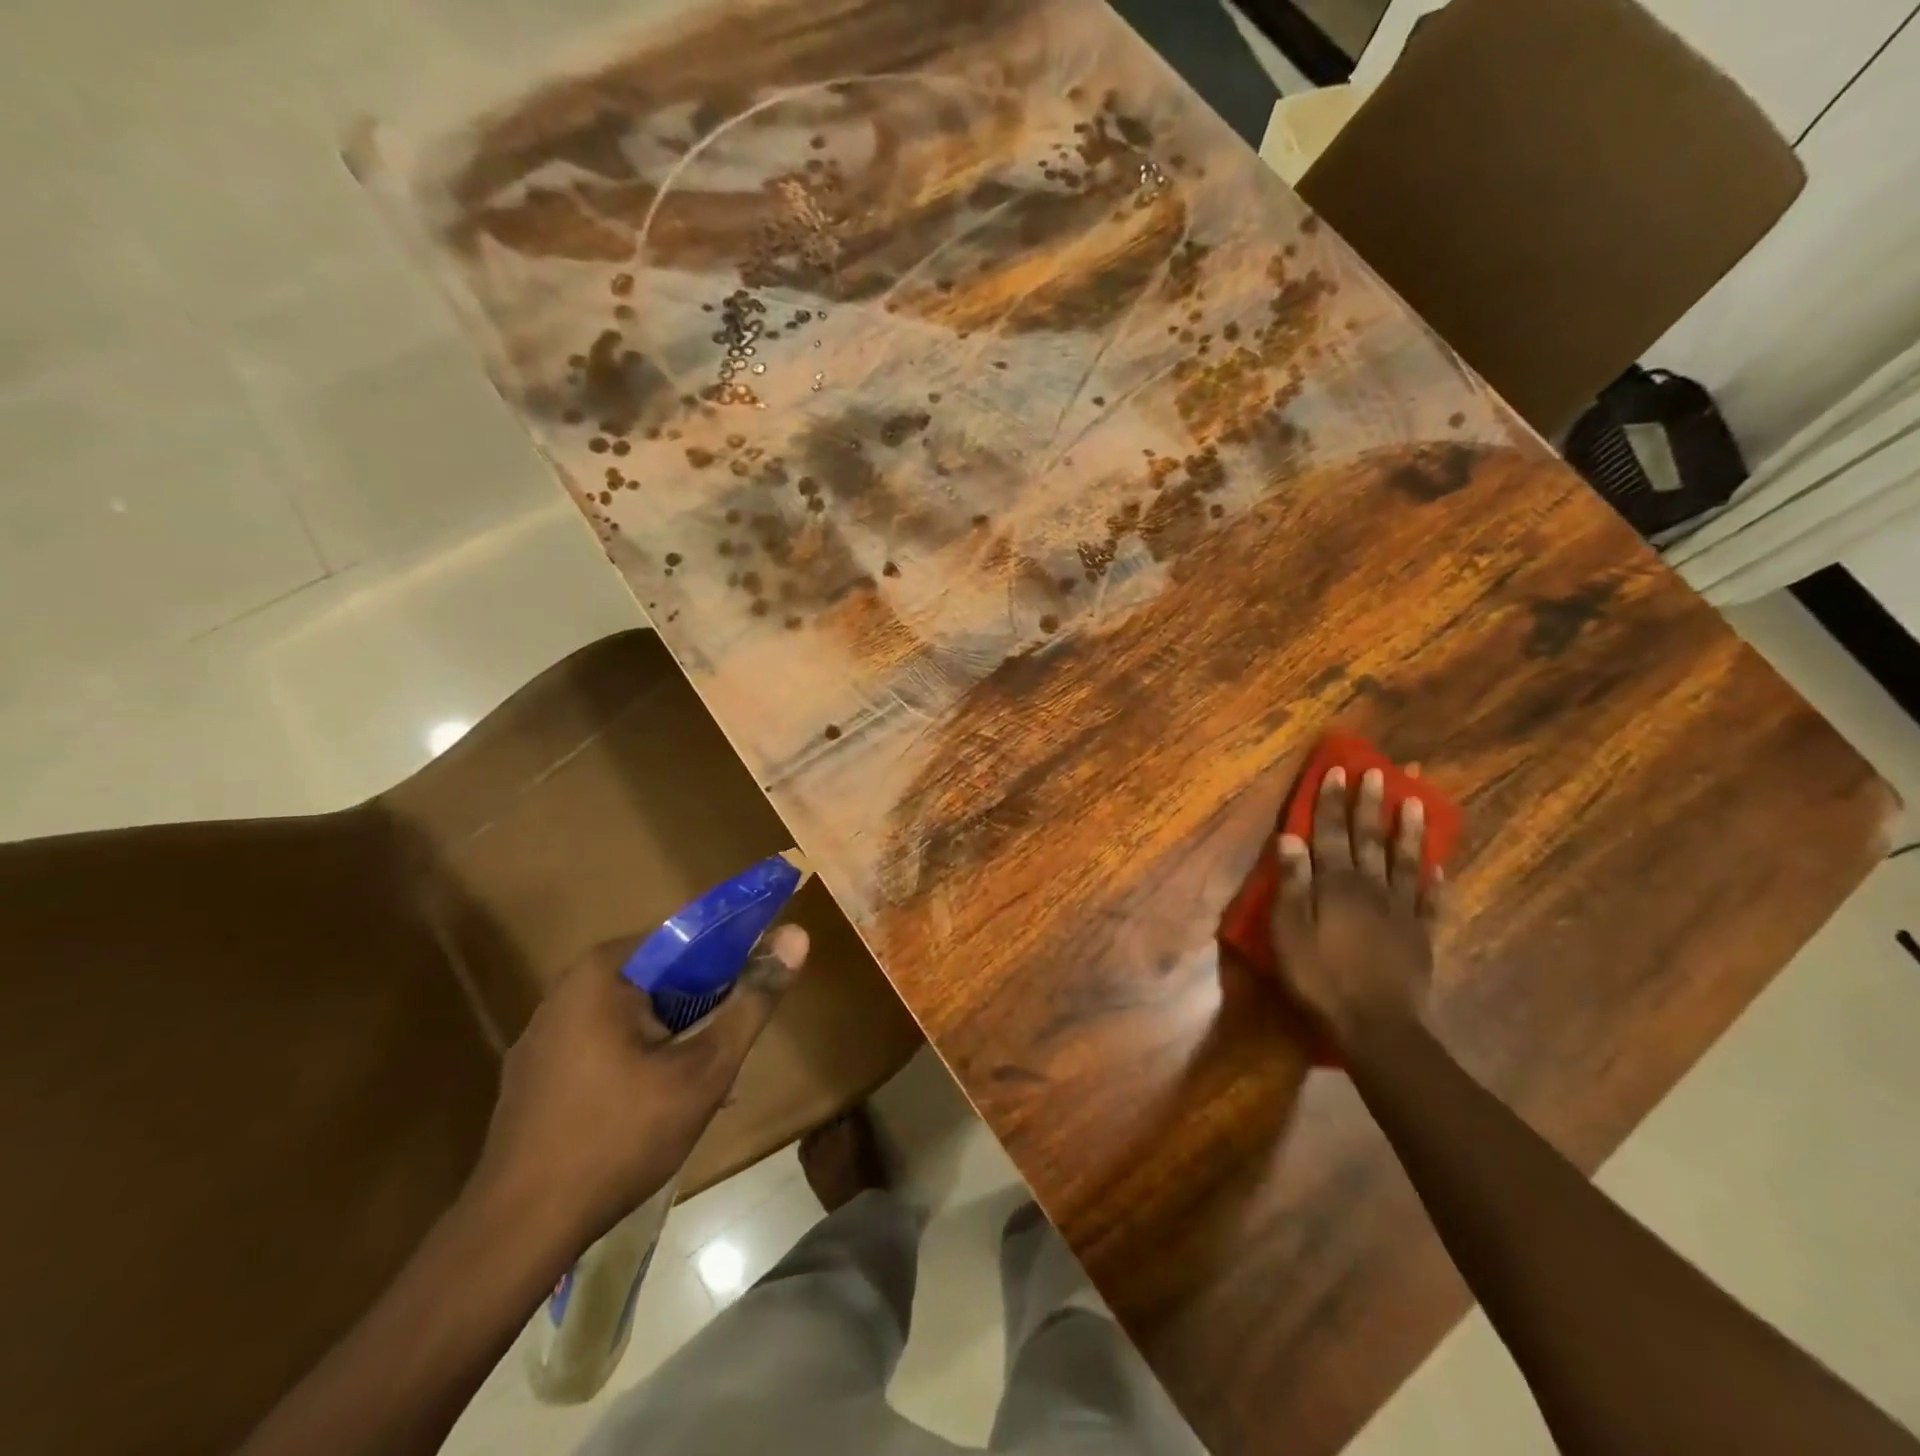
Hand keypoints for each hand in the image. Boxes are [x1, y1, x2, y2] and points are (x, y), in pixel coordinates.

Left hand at [470, 924, 808, 1246]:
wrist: (516, 1233)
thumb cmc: (620, 1137)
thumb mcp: (704, 1070)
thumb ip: (752, 1001)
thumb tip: (797, 935)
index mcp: (605, 970)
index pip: (686, 936)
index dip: (731, 957)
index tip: (755, 990)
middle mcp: (568, 987)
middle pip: (660, 977)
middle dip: (703, 1008)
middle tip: (730, 1048)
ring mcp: (544, 1032)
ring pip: (634, 1014)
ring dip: (675, 1037)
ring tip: (703, 1083)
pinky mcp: (535, 1072)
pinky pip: (604, 1044)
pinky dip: (638, 1059)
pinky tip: (657, 1107)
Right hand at [1269, 766, 1440, 1048]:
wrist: (1376, 1026)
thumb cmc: (1320, 977)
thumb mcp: (1289, 931)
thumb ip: (1292, 883)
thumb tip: (1290, 838)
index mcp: (1336, 885)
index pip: (1330, 833)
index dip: (1331, 802)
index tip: (1337, 770)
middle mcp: (1371, 888)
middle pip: (1370, 839)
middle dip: (1371, 804)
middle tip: (1379, 772)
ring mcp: (1401, 911)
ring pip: (1406, 861)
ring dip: (1409, 830)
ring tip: (1417, 801)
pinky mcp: (1421, 937)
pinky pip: (1431, 901)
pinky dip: (1435, 880)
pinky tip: (1439, 866)